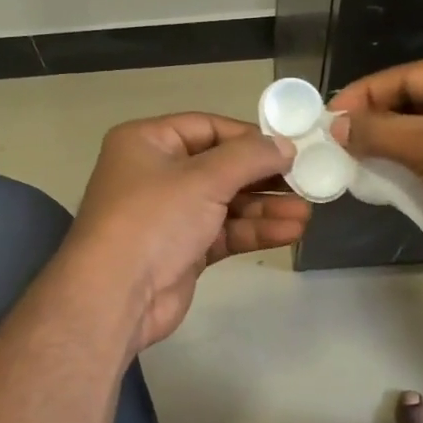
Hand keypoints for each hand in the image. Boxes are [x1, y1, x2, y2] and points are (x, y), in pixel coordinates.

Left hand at [64, 114, 308, 350]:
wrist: (116, 295)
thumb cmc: (154, 219)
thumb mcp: (203, 178)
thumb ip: (249, 157)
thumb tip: (285, 145)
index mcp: (148, 141)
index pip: (207, 127)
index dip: (249, 136)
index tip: (289, 147)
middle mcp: (156, 173)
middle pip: (220, 166)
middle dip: (264, 177)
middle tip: (307, 180)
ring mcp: (169, 214)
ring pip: (226, 203)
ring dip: (265, 207)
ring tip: (307, 212)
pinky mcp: (182, 249)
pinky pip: (224, 231)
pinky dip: (254, 230)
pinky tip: (290, 231)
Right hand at [329, 56, 422, 293]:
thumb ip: (380, 132)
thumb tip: (336, 125)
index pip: (409, 76)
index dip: (366, 94)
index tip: (327, 116)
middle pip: (414, 100)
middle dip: (375, 120)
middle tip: (334, 140)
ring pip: (422, 129)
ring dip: (388, 144)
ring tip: (349, 158)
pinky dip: (407, 163)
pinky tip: (380, 176)